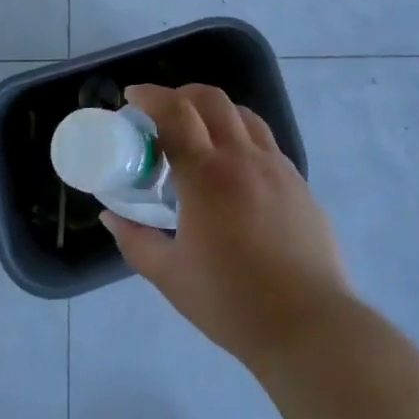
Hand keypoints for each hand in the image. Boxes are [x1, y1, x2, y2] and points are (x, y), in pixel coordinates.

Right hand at [104, 83, 354, 370]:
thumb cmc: (231, 302)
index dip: (150, 97)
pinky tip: (235, 170)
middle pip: (212, 100)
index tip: (132, 97)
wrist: (308, 325)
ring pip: (244, 115)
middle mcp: (244, 158)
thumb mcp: (170, 276)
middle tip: (163, 113)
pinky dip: (242, 137)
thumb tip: (111, 216)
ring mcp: (277, 167)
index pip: (175, 113)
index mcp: (207, 175)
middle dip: (182, 94)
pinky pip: (266, 143)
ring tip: (199, 134)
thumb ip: (135, 240)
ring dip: (215, 111)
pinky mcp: (300, 183)